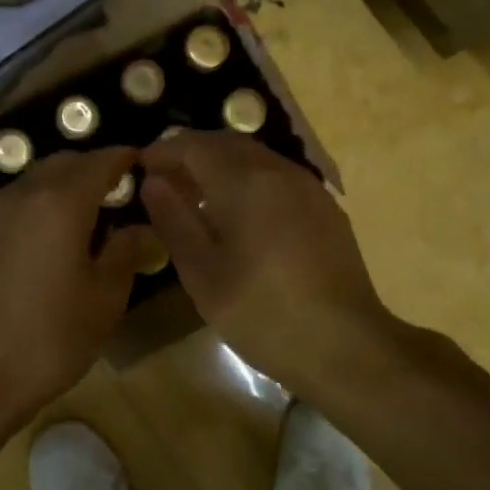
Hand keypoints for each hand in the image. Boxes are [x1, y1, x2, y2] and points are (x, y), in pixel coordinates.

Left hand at [0, 147, 152, 429]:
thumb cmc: (48, 339)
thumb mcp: (104, 300)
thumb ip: (125, 253)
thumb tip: (137, 227)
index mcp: (61, 202)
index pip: (100, 161)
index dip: (125, 158)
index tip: (144, 163)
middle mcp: (23, 193)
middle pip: (65, 162)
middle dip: (94, 167)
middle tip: (119, 190)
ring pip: (36, 179)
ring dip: (64, 183)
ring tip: (87, 214)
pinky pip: (16, 201)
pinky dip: (40, 202)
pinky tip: (49, 236)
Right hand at [138, 131, 397, 390]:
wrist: (348, 345)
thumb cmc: (264, 313)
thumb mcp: (203, 274)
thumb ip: (174, 220)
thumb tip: (153, 181)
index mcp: (245, 182)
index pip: (195, 145)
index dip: (164, 151)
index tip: (141, 167)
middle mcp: (279, 171)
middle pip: (226, 143)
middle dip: (191, 153)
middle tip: (165, 179)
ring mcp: (307, 187)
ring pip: (254, 157)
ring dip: (220, 164)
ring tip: (197, 196)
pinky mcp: (325, 207)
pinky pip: (277, 176)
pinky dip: (248, 179)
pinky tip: (239, 214)